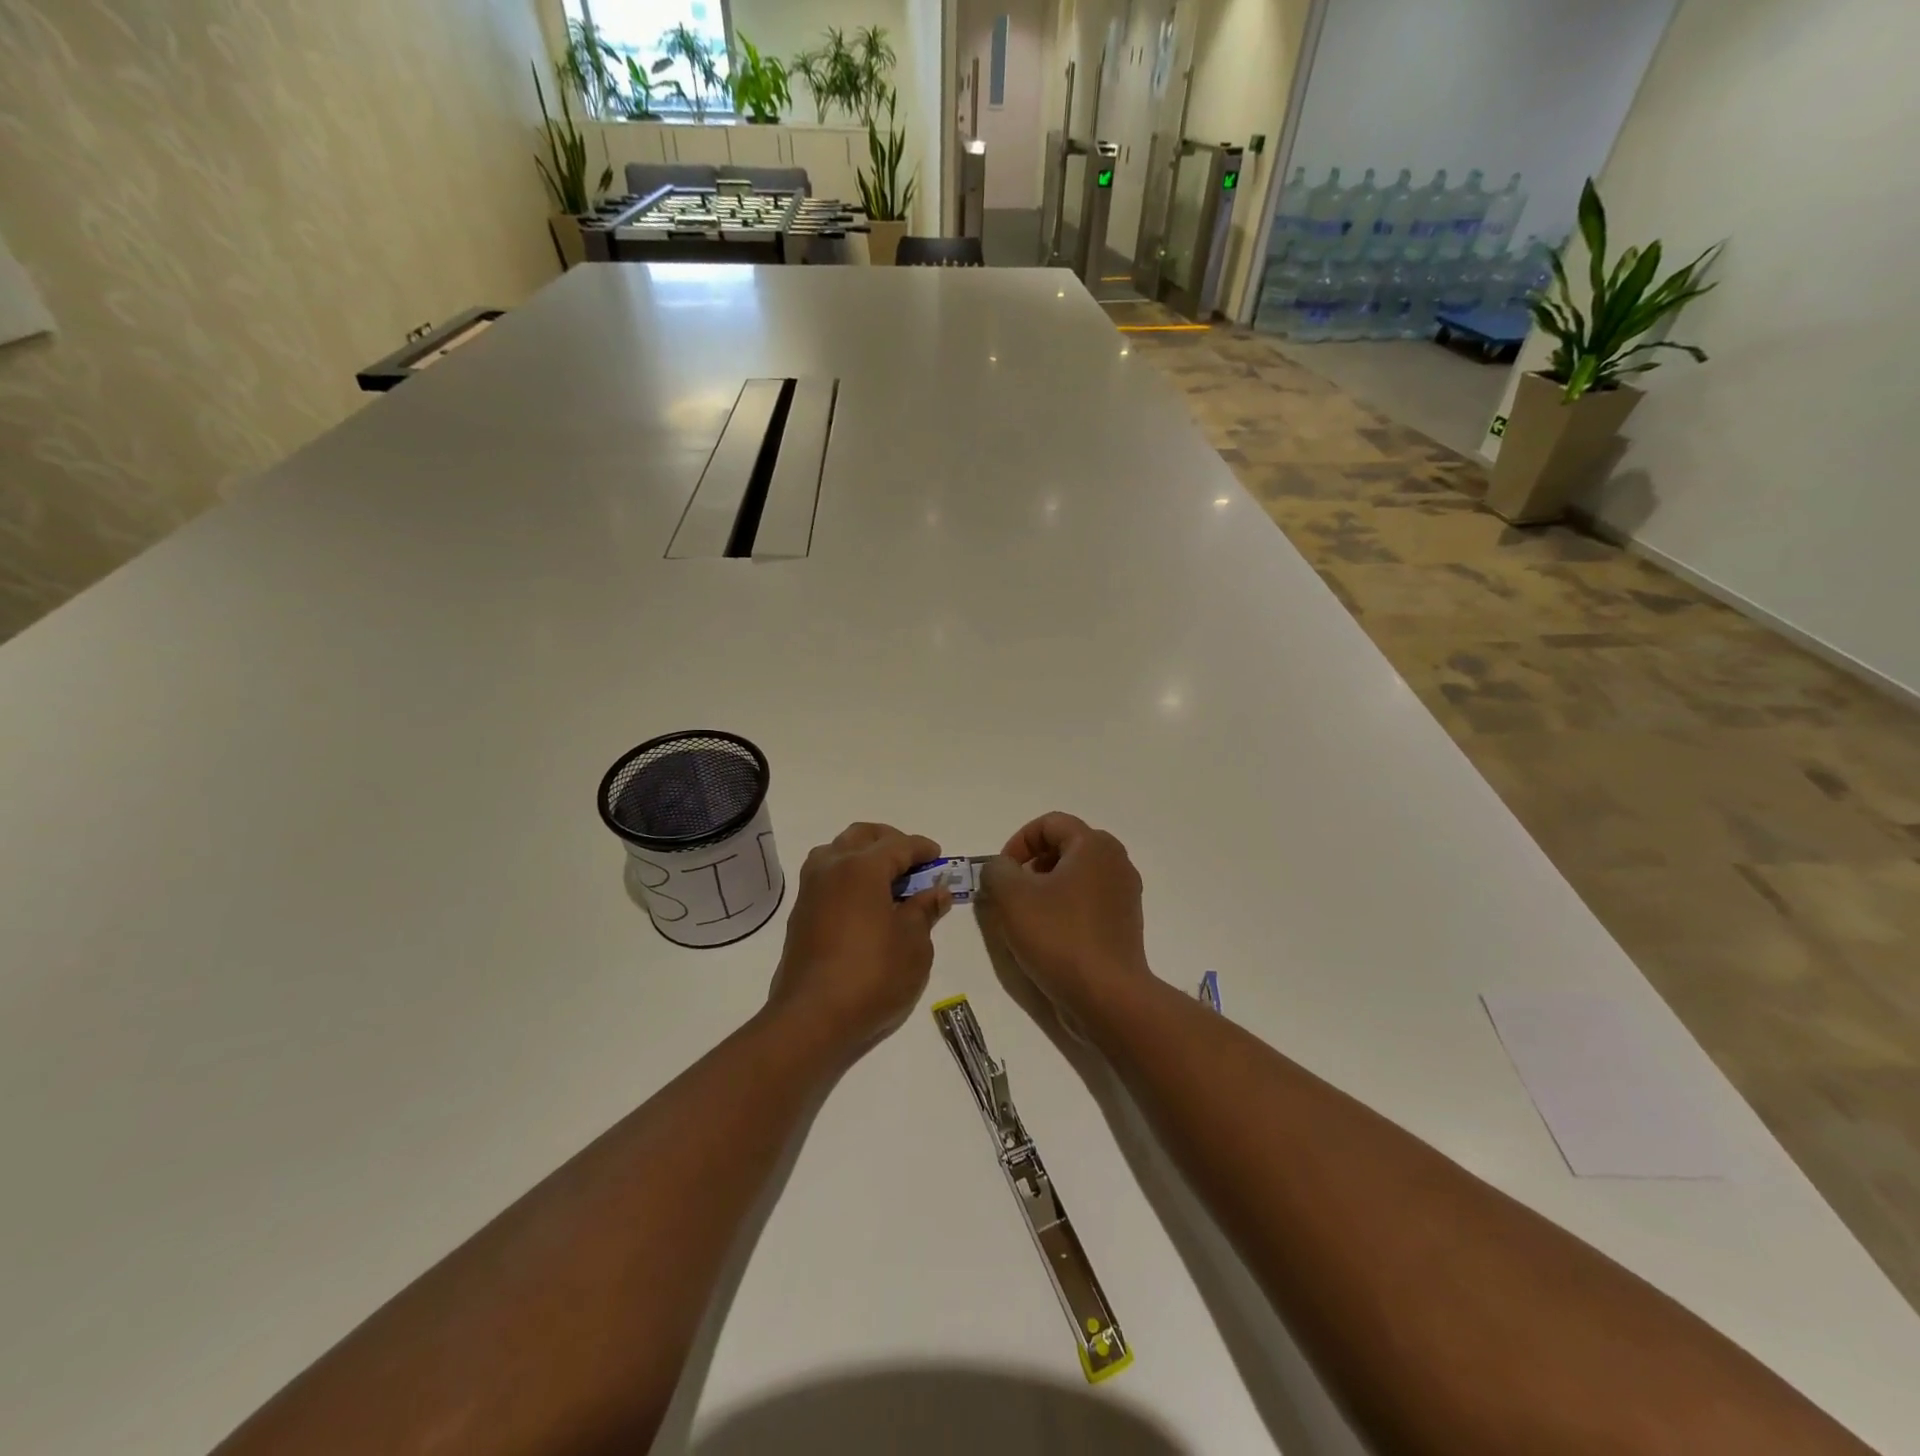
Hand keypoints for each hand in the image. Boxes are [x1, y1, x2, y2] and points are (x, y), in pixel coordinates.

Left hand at [766, 822, 951, 1064]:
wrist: (812, 1017)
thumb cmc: (872, 976)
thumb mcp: (913, 944)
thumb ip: (924, 910)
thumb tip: (935, 892)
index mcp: (862, 867)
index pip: (898, 845)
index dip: (922, 849)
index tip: (939, 858)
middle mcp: (831, 867)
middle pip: (862, 836)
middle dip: (890, 842)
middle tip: (913, 863)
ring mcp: (811, 889)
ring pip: (837, 851)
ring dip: (863, 855)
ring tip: (887, 879)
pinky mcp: (800, 912)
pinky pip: (827, 875)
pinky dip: (848, 875)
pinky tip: (865, 901)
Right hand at [978, 812, 1151, 1024]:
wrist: (1108, 995)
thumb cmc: (1059, 936)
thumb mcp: (1012, 897)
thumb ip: (997, 870)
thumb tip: (1000, 868)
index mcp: (1093, 845)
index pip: (1049, 823)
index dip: (1018, 842)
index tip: (1001, 873)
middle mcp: (1116, 861)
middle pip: (1065, 847)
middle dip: (1032, 865)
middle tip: (1012, 893)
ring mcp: (1125, 893)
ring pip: (1077, 876)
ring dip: (1047, 888)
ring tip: (1027, 917)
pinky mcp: (1125, 923)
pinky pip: (1089, 901)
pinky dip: (1066, 908)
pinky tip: (1050, 937)